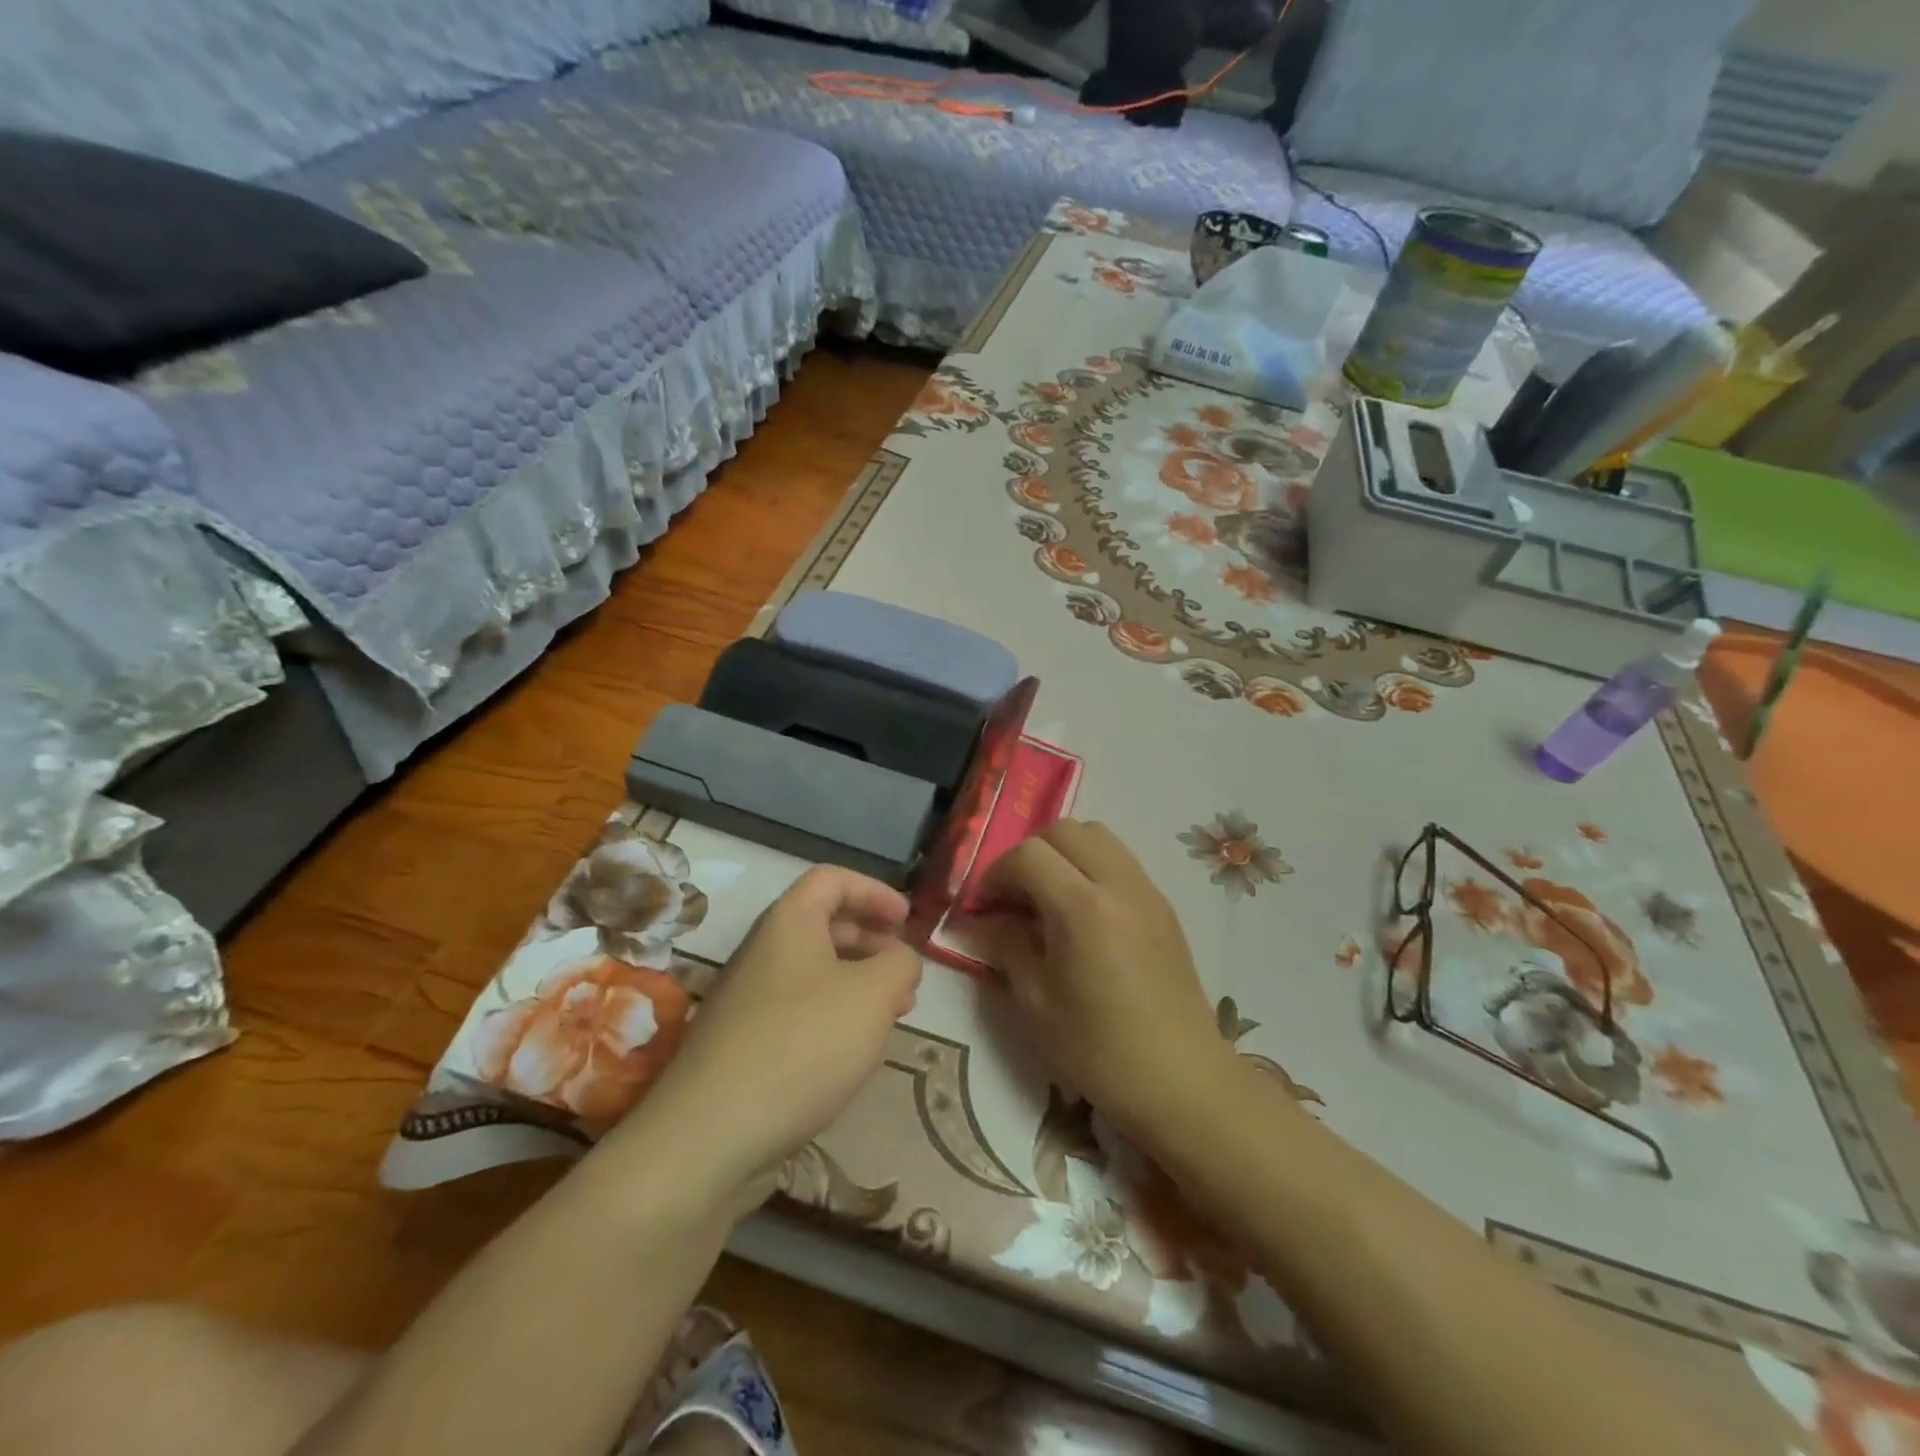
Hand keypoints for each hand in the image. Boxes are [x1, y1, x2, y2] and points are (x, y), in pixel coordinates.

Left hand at [620, 866, 922, 1211]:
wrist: (710, 1136)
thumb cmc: (802, 1044)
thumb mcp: (873, 994)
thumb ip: (900, 965)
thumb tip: (900, 960)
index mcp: (788, 922)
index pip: (832, 880)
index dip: (873, 891)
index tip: (906, 920)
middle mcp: (763, 952)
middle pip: (823, 924)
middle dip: (871, 940)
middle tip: (904, 971)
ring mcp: (748, 1000)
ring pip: (813, 972)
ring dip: (857, 982)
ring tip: (892, 1013)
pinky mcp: (743, 1046)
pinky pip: (798, 1012)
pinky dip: (834, 1016)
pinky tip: (854, 1052)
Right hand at [974, 821, 1231, 1142]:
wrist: (1182, 1081)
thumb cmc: (1100, 1050)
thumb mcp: (1035, 1003)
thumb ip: (1006, 945)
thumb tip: (986, 919)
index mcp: (1082, 908)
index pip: (1028, 854)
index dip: (996, 874)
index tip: (984, 907)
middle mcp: (1119, 884)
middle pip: (1065, 830)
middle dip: (1029, 853)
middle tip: (1014, 896)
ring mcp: (1147, 891)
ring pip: (1098, 836)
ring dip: (1063, 853)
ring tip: (1048, 898)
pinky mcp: (1163, 906)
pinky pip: (1120, 861)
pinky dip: (1092, 868)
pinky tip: (1083, 915)